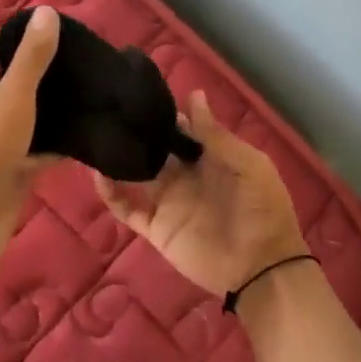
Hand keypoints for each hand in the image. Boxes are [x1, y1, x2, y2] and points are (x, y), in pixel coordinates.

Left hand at [0, 5, 60, 276]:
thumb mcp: (13, 96)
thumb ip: (32, 56)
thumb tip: (47, 12)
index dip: (8, 35)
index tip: (46, 36)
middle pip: (2, 77)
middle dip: (36, 70)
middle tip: (75, 63)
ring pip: (20, 113)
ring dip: (48, 106)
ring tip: (86, 93)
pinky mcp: (4, 166)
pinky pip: (32, 145)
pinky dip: (53, 141)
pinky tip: (85, 134)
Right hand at [95, 91, 308, 296]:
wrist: (260, 267)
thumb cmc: (262, 210)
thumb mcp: (248, 165)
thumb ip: (215, 135)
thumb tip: (194, 95)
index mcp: (211, 158)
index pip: (182, 129)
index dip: (165, 114)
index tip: (140, 94)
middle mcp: (186, 176)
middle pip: (155, 149)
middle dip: (138, 132)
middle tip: (112, 111)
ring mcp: (168, 201)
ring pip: (136, 173)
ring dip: (119, 158)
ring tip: (98, 135)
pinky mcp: (155, 226)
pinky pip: (127, 208)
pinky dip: (110, 193)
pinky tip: (98, 173)